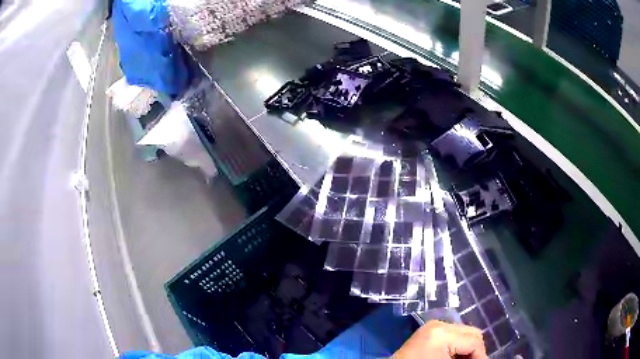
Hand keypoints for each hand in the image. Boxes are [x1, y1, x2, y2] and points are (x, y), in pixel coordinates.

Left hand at [393, 320, 487, 358]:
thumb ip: (469, 358)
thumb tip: (484, 358)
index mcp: (443, 333)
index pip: (475, 341)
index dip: (481, 356)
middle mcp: (439, 324)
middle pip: (471, 333)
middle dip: (475, 351)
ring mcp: (432, 326)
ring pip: (463, 333)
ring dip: (466, 348)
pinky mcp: (428, 331)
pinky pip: (452, 335)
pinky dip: (456, 346)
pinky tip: (453, 357)